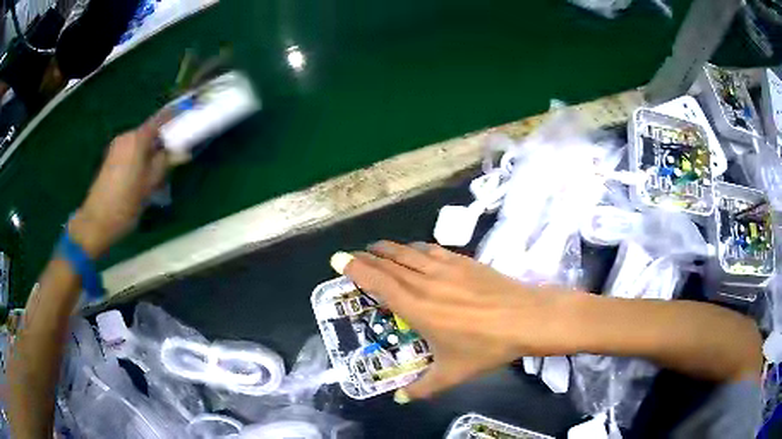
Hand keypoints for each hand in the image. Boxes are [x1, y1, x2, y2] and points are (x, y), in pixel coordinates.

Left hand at [68, 110, 171, 256]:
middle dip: (162, 140)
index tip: (188, 119)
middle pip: (149, 131)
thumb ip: (165, 163)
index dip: (175, 117)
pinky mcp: (110, 158)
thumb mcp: (150, 184)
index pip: (161, 119)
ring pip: (140, 143)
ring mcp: (116, 147)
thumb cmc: (125, 203)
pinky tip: (142, 176)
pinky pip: (130, 151)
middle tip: (173, 157)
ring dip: (150, 152)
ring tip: (157, 173)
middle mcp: (126, 137)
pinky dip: (140, 158)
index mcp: (137, 139)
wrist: (96, 221)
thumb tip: (182, 151)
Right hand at [332, 241, 569, 401]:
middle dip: (368, 257)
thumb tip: (400, 400)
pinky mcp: (465, 262)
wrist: (526, 318)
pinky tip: (416, 250)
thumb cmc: (487, 347)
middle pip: (390, 263)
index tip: (339, 259)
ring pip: (410, 252)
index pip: (379, 282)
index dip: (356, 269)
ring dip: (390, 248)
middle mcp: (426, 282)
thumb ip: (422, 388)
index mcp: (418, 308)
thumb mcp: (452, 373)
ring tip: (378, 248)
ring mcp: (447, 269)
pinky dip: (417, 248)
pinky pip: (433, 250)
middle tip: (354, 254)